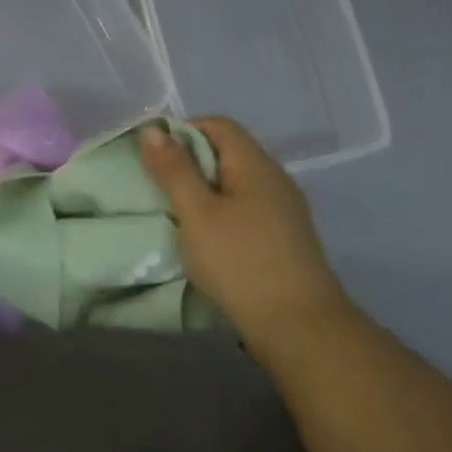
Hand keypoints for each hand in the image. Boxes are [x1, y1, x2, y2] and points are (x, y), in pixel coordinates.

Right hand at [139, 117, 357, 350]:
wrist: (298, 327)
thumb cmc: (241, 263)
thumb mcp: (197, 214)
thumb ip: (174, 170)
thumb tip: (152, 129)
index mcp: (256, 164)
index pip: (218, 124)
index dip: (181, 131)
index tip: (152, 157)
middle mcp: (275, 179)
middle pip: (227, 152)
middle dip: (189, 163)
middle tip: (156, 187)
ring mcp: (284, 210)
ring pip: (235, 184)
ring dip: (203, 192)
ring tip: (175, 215)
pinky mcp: (284, 238)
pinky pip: (245, 209)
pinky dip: (220, 214)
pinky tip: (205, 240)